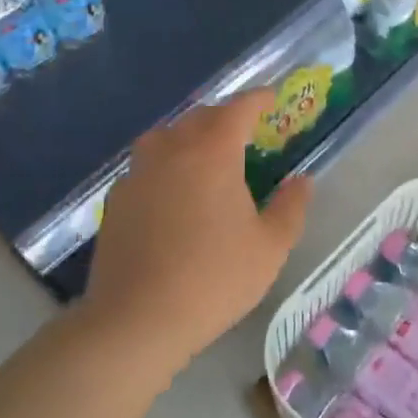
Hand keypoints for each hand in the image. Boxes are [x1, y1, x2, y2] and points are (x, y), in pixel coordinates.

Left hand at [85, 89, 312, 375]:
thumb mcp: (269, 248)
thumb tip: (302, 181)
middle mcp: (171, 151)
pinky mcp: (116, 200)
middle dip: (225, 116)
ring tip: (206, 154)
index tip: (272, 97)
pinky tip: (172, 191)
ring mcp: (138, 174)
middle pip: (199, 117)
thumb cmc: (213, 279)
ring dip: (190, 135)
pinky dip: (165, 163)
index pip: (237, 109)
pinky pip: (145, 165)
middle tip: (245, 130)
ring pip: (166, 136)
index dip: (257, 99)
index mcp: (212, 153)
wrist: (136, 320)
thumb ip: (290, 207)